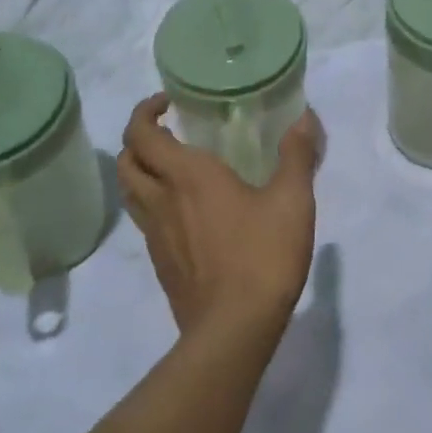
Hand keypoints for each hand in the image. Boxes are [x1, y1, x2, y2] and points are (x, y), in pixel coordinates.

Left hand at [118, 94, 322, 340]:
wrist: (233, 331)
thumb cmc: (261, 255)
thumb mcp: (292, 199)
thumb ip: (297, 155)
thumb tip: (304, 118)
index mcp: (187, 176)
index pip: (141, 133)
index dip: (145, 111)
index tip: (168, 102)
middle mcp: (162, 200)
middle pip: (127, 161)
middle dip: (139, 138)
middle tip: (170, 130)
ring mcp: (156, 236)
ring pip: (131, 193)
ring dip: (142, 170)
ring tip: (174, 166)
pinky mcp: (161, 264)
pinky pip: (146, 222)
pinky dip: (155, 203)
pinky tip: (188, 212)